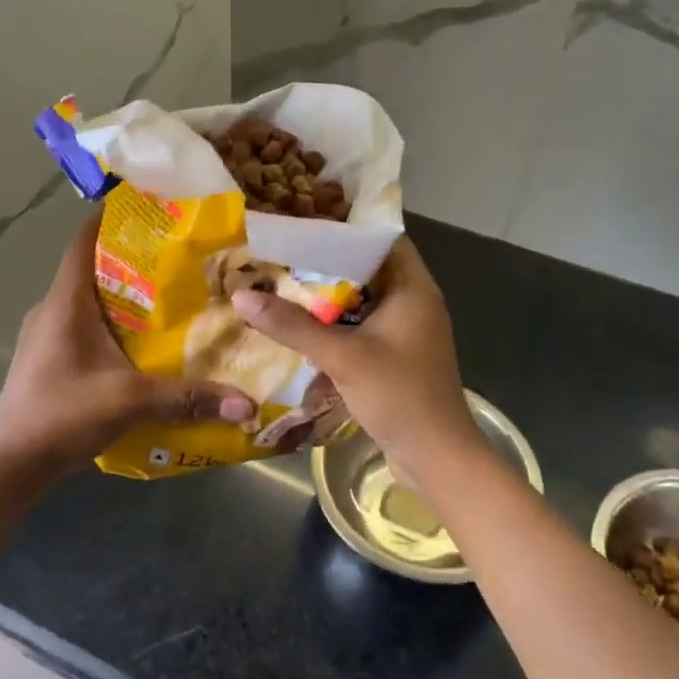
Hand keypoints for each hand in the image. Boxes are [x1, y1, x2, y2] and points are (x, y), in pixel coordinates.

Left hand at [0, 214, 255, 473]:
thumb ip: (188, 398)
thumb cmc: (62, 415)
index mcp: (66, 302)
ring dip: (123, 292)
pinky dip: (112, 322)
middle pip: (92, 266)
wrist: (9, 464)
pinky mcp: (48, 358)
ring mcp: (46, 335)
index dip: (112, 217)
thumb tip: (247, 405)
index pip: (84, 240)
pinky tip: (141, 341)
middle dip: (132, 257)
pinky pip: (84, 324)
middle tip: (178, 255)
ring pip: (89, 298)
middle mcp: (53, 309)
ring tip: (169, 294)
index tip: (150, 207)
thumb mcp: (130, 402)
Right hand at [231, 237, 479, 485]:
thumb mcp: (342, 357)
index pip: (381, 238)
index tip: (304, 221)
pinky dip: (335, 325)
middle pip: (367, 268)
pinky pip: (361, 328)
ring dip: (327, 296)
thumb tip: (241, 296)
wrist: (436, 458)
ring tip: (282, 282)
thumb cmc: (400, 395)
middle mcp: (413, 302)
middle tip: (282, 252)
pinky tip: (300, 327)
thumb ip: (293, 326)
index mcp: (413, 288)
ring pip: (361, 300)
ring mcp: (405, 331)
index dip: (345, 227)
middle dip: (326, 262)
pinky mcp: (395, 356)